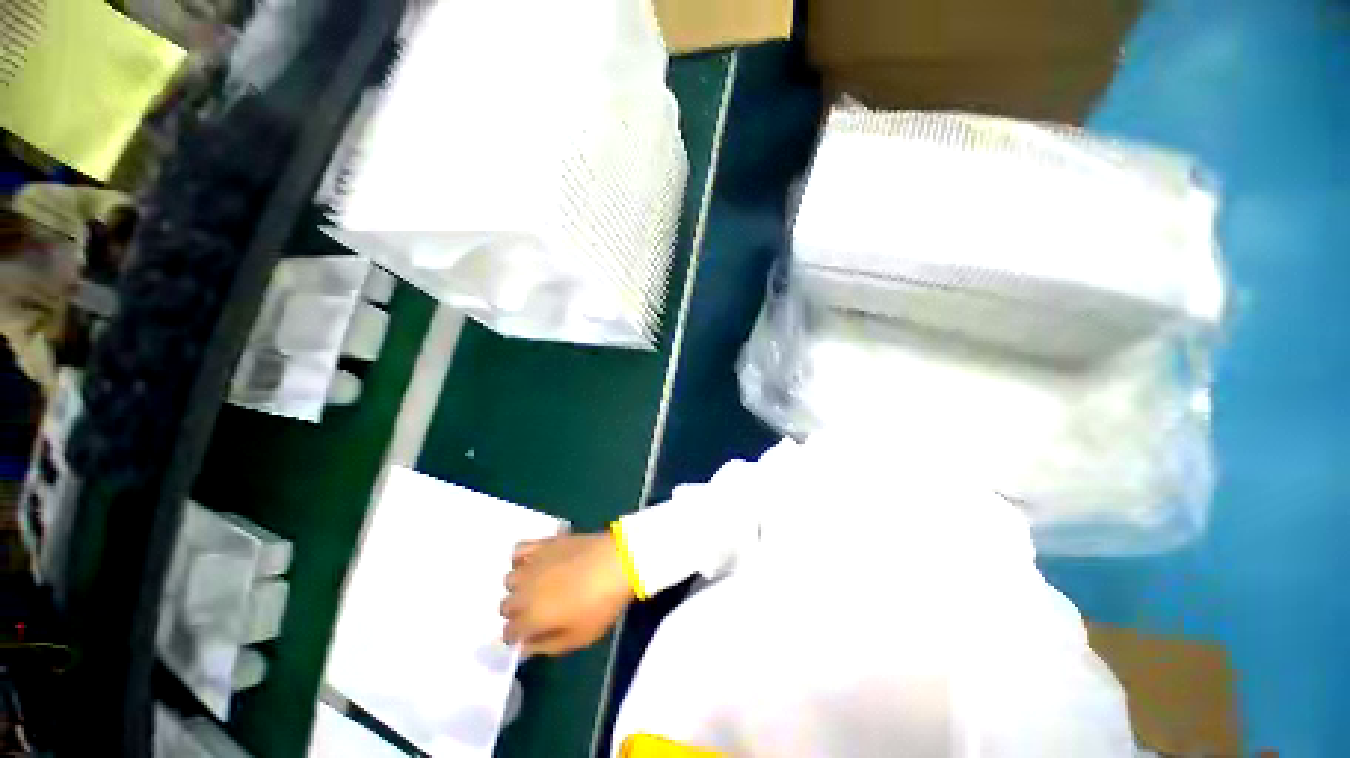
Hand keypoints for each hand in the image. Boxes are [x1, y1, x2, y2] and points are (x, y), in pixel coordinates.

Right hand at [502, 533, 633, 656]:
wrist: (618, 562)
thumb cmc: (601, 604)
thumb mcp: (578, 638)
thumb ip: (547, 646)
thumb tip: (526, 646)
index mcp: (530, 617)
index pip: (508, 633)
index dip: (519, 636)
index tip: (532, 634)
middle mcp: (524, 590)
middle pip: (506, 605)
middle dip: (518, 612)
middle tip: (539, 610)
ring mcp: (532, 563)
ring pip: (510, 579)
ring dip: (519, 585)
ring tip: (539, 585)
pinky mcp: (544, 543)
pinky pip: (519, 550)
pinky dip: (521, 558)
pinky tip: (535, 562)